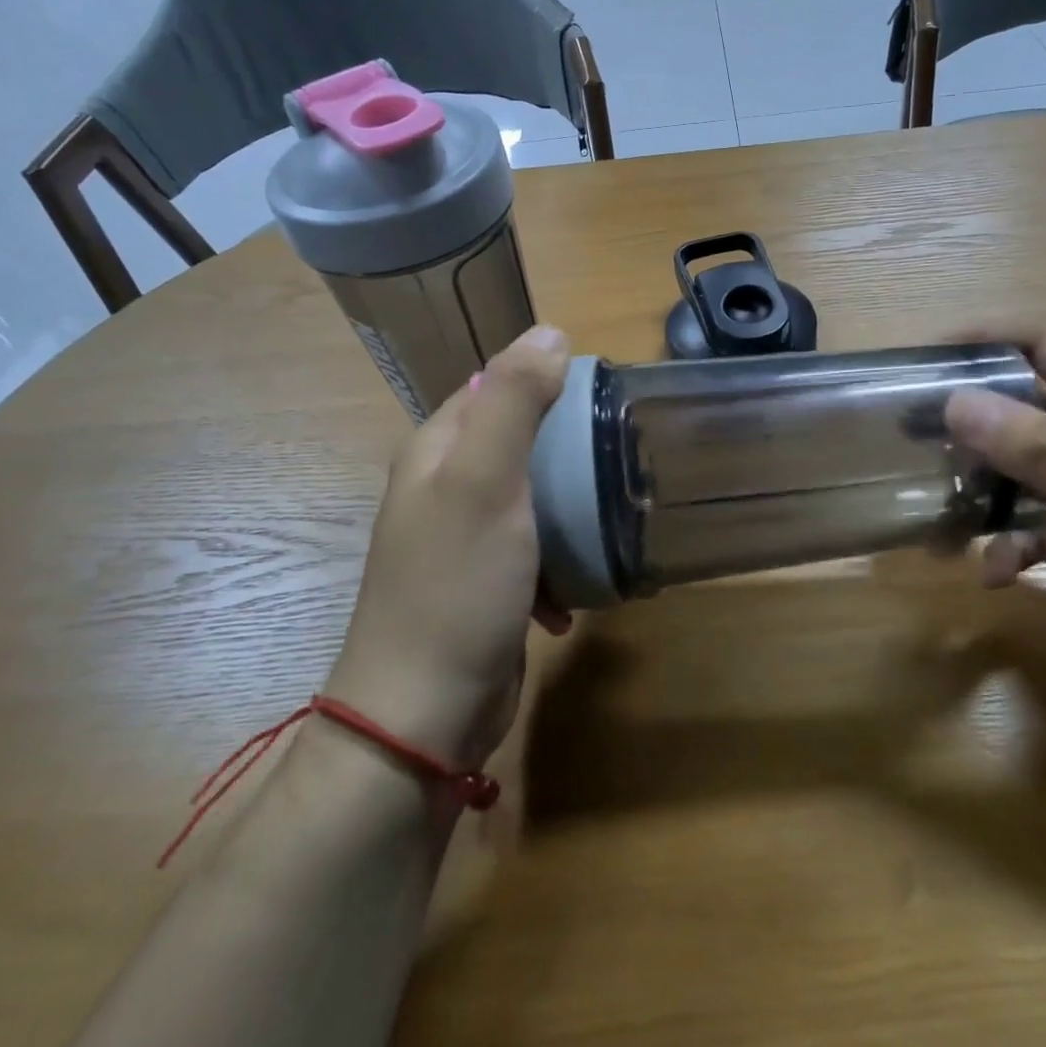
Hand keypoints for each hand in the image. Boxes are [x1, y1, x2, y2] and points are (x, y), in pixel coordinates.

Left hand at [325, 325, 571, 766]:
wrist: (424, 713)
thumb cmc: (457, 585)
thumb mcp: (486, 481)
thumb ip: (515, 403)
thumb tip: (550, 333)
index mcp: (436, 452)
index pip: (493, 387)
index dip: (544, 381)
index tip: (605, 394)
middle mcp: (444, 489)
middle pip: (516, 443)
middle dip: (567, 448)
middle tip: (621, 455)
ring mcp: (463, 541)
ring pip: (530, 499)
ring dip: (569, 508)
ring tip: (611, 516)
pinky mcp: (484, 586)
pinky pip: (533, 553)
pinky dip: (559, 563)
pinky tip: (577, 592)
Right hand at [945, 320, 1045, 726]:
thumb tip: (958, 402)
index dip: (990, 337)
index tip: (925, 358)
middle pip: (1025, 408)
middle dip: (970, 421)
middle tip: (913, 444)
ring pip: (1023, 473)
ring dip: (982, 492)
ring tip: (940, 520)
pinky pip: (1037, 531)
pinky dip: (1010, 546)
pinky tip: (995, 574)